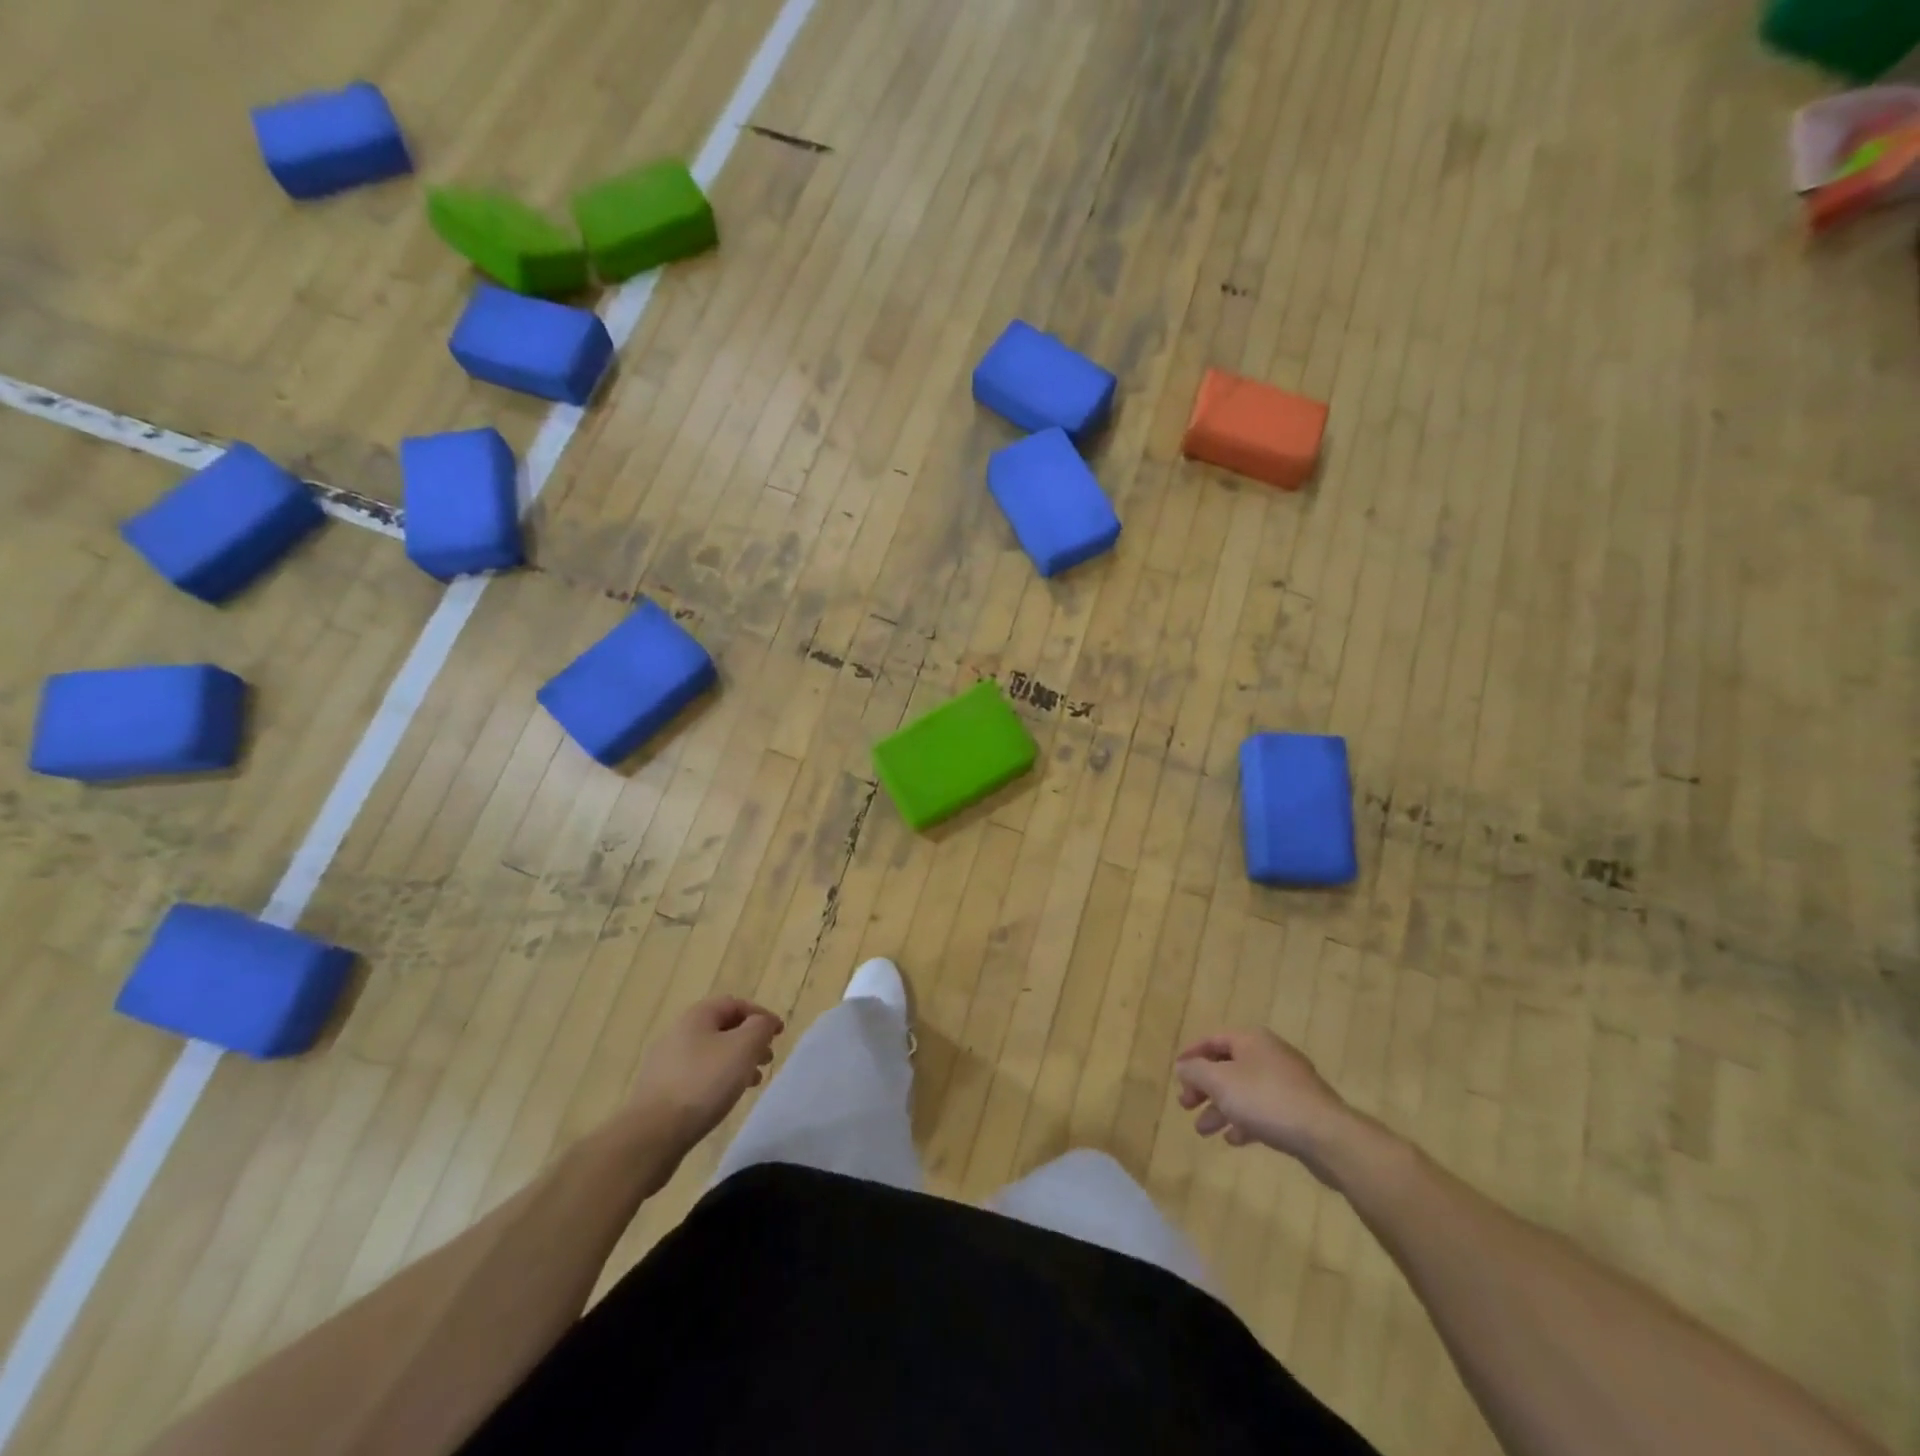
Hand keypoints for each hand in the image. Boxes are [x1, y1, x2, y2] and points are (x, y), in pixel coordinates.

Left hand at [626, 996, 784, 1154]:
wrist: (653, 1134)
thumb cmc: (704, 1083)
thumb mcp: (743, 1048)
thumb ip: (760, 1028)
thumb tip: (763, 1023)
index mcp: (697, 1016)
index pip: (735, 1003)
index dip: (760, 1015)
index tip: (779, 1034)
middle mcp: (678, 1033)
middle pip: (722, 1028)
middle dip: (749, 1040)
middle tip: (767, 1058)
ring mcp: (666, 1063)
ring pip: (711, 1053)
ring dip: (736, 1061)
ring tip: (753, 1081)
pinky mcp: (661, 1090)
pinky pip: (698, 1075)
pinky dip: (718, 1079)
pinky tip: (726, 1097)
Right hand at [1174, 1028, 1357, 1174]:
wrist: (1326, 1135)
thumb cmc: (1266, 1099)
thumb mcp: (1220, 1082)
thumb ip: (1195, 1071)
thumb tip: (1182, 1066)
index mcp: (1251, 1040)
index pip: (1213, 1040)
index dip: (1191, 1055)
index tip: (1176, 1074)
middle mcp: (1269, 1054)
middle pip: (1227, 1066)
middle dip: (1204, 1087)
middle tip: (1186, 1105)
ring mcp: (1288, 1082)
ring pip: (1244, 1091)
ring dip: (1220, 1108)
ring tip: (1204, 1131)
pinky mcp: (1299, 1109)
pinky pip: (1264, 1110)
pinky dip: (1245, 1121)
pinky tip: (1234, 1139)